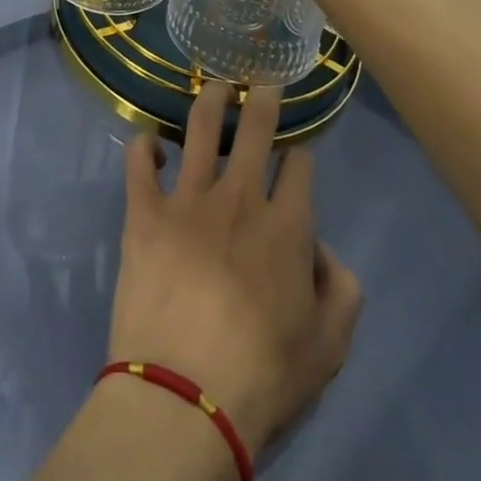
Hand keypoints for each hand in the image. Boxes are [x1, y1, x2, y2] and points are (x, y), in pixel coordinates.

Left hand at [106, 80, 362, 458]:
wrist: (183, 397)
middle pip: (254, 131)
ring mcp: (187, 199)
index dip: (301, 155)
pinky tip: (149, 141)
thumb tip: (322, 250)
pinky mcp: (144, 212)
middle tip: (262, 82)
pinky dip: (144, 146)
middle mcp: (239, 198)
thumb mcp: (330, 348)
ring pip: (198, 129)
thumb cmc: (263, 377)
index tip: (297, 156)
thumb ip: (342, 289)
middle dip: (262, 101)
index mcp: (287, 226)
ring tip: (215, 86)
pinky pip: (139, 162)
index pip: (299, 166)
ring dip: (209, 101)